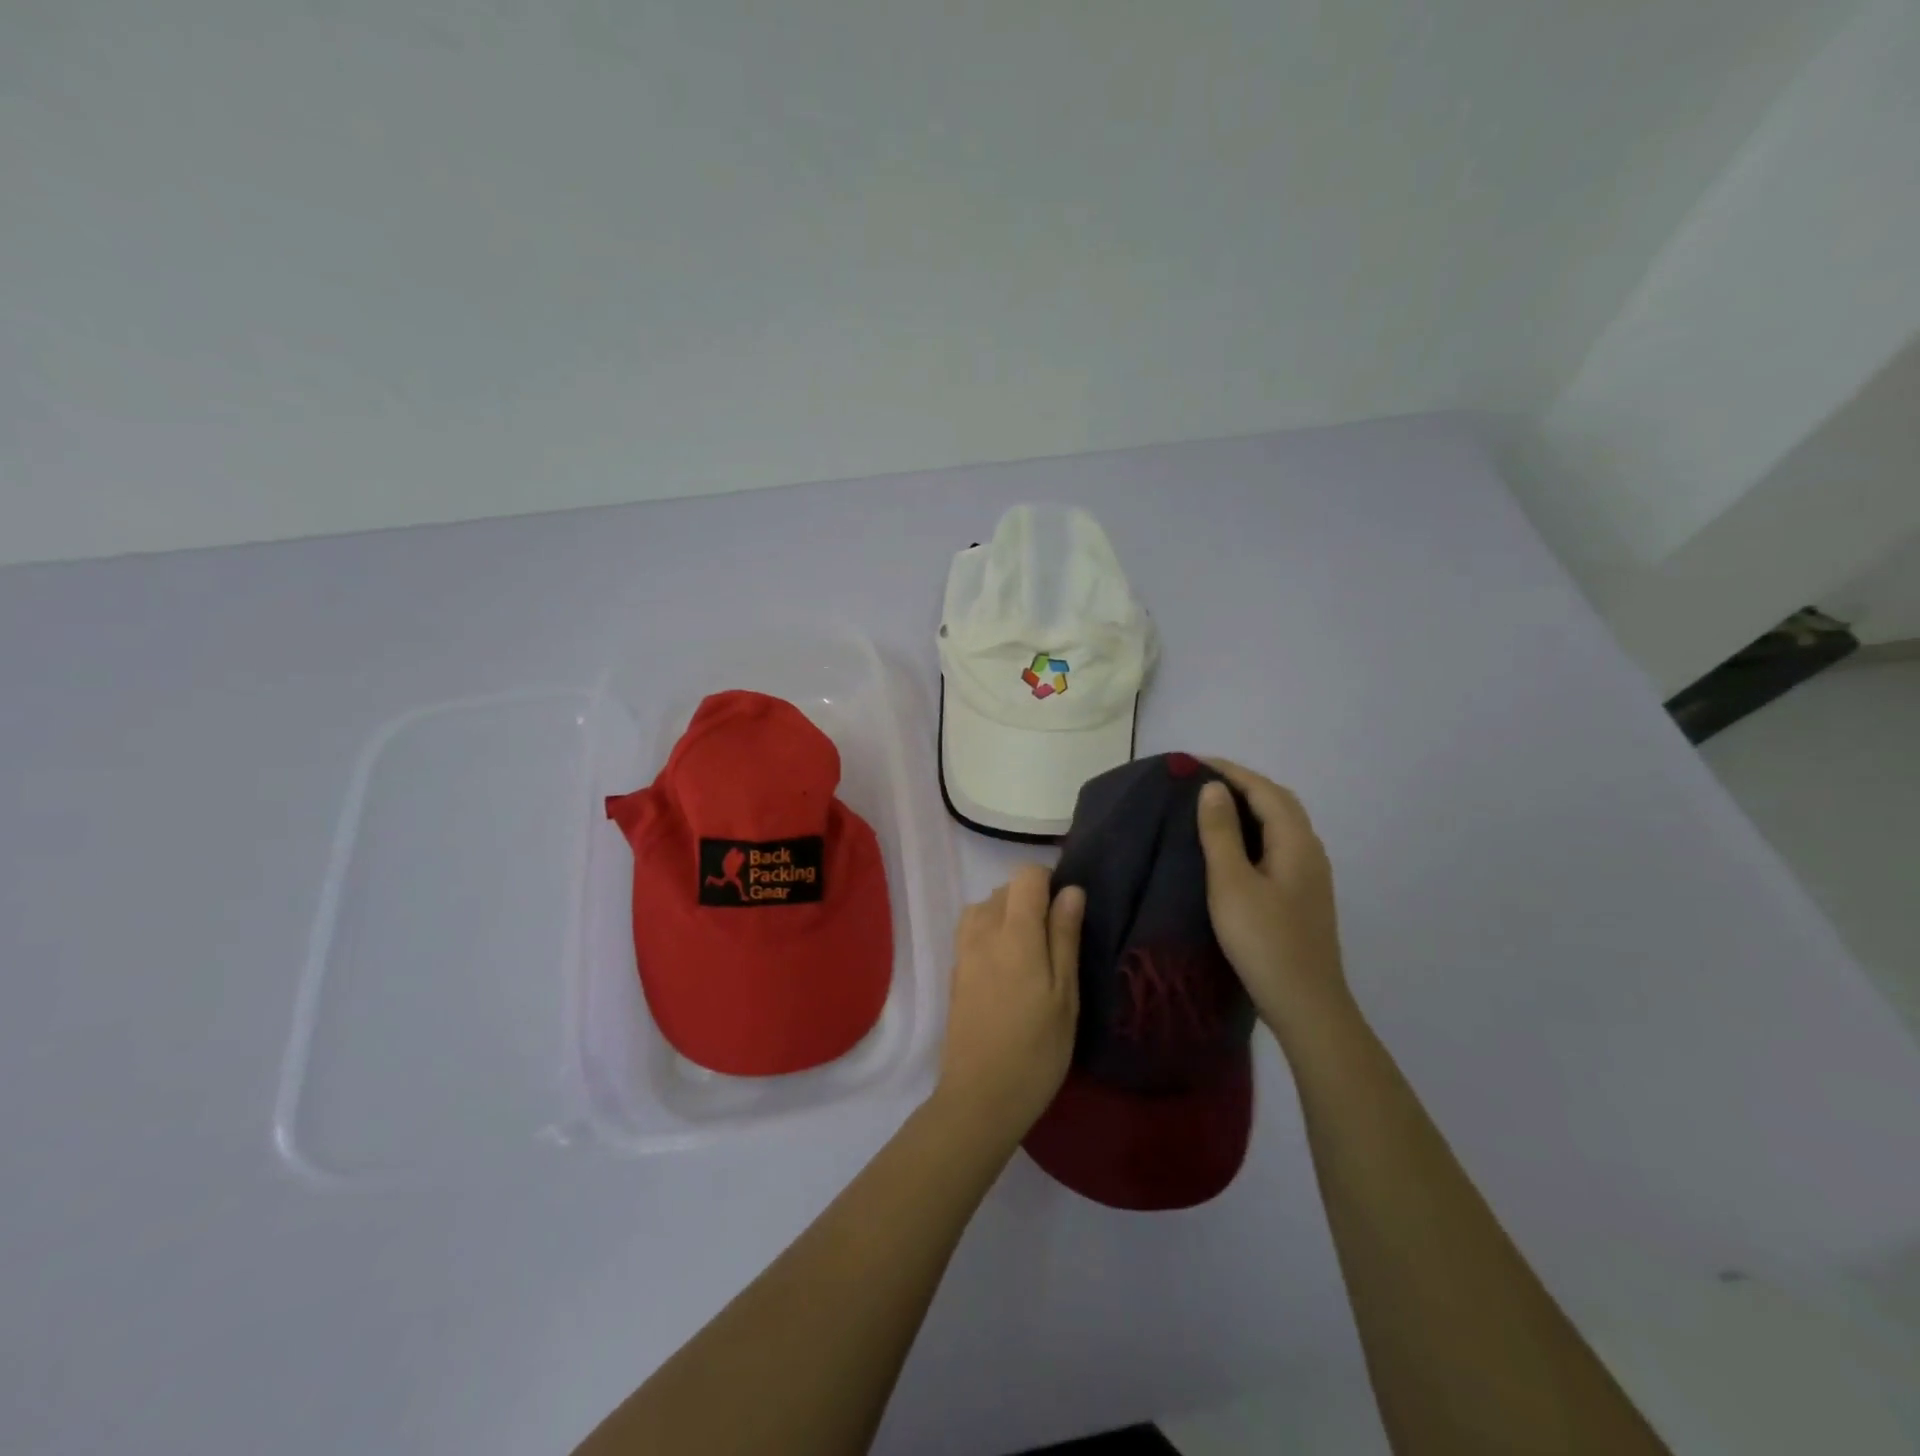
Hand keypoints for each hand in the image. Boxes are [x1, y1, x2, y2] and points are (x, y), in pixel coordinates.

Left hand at [933, 865, 1084, 1146]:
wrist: (979, 1097)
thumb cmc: (1035, 1049)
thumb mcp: (1065, 995)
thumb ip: (1065, 937)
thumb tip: (1071, 890)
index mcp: (1014, 932)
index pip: (1026, 875)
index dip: (1049, 883)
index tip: (1066, 913)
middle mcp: (982, 930)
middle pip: (1005, 889)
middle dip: (1031, 902)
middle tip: (1055, 945)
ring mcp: (963, 949)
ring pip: (986, 907)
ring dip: (1009, 917)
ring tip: (1031, 957)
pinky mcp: (954, 969)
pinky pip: (973, 930)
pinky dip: (991, 934)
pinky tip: (1008, 970)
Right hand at [1195, 760, 1354, 1049]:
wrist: (1306, 1004)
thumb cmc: (1264, 941)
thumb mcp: (1231, 883)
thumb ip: (1221, 832)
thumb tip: (1213, 788)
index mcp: (1295, 841)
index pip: (1263, 789)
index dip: (1229, 770)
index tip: (1191, 762)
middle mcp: (1309, 850)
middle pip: (1277, 802)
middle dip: (1241, 783)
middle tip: (1198, 779)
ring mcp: (1310, 874)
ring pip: (1280, 824)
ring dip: (1249, 806)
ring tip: (1210, 805)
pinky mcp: (1302, 894)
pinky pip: (1277, 844)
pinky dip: (1254, 830)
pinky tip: (1232, 845)